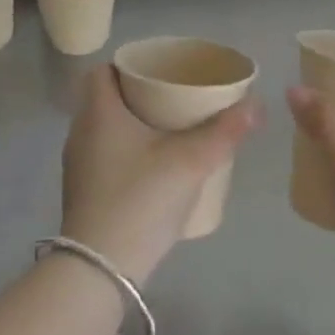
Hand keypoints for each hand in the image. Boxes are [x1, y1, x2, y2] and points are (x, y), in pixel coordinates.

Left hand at [60, 65, 258, 284]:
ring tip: (167, 130)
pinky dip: (125, 151)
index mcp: (99, 112)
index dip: (128, 65)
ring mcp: (78, 165)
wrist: (100, 269)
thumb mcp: (190, 162)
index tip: (159, 71)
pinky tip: (152, 167)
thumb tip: (257, 104)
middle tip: (173, 97)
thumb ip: (225, 132)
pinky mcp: (82, 193)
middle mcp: (81, 132)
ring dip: (131, 124)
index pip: (102, 70)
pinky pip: (103, 155)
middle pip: (105, 98)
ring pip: (104, 129)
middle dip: (137, 94)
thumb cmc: (140, 199)